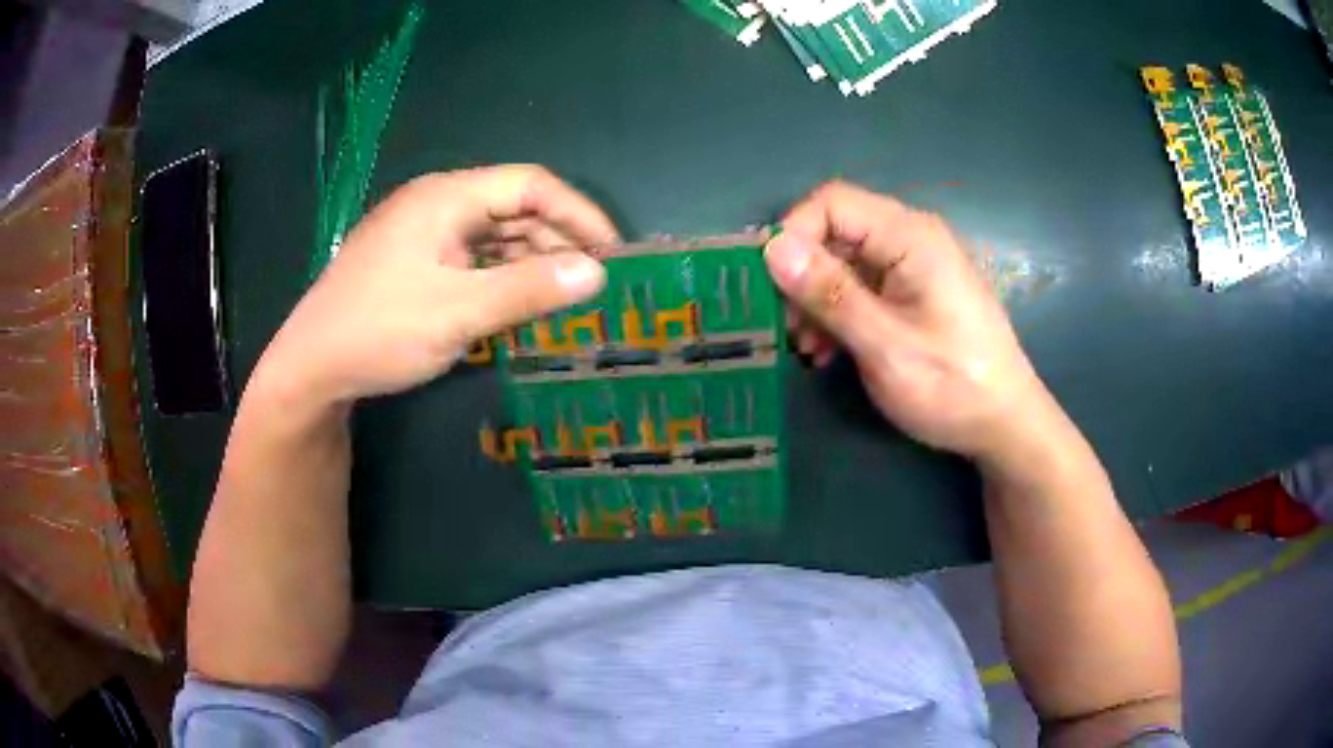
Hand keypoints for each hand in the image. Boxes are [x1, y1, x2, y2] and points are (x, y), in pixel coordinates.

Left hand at [251, 165, 618, 404]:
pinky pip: (473, 259)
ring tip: (565, 297)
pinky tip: (519, 304)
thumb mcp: (458, 312)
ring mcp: (424, 234)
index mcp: (446, 197)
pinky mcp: (416, 262)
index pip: (530, 185)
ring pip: (494, 235)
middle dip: (557, 239)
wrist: (312, 368)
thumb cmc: (380, 330)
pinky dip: (502, 277)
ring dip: (531, 261)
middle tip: (593, 281)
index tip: (612, 251)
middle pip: (514, 208)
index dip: (578, 212)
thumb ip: (527, 289)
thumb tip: (596, 272)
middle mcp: (437, 205)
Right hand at [765, 181, 1052, 462]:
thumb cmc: (952, 385)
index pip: (832, 202)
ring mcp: (913, 268)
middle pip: (836, 232)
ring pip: (844, 263)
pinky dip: (838, 314)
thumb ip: (830, 294)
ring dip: (816, 301)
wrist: (1004, 425)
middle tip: (784, 327)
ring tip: (806, 348)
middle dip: (802, 276)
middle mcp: (911, 240)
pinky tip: (828, 352)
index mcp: (910, 237)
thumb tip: (772, 248)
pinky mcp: (912, 294)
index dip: (793, 234)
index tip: (771, 286)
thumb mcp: (885, 345)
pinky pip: (862, 288)